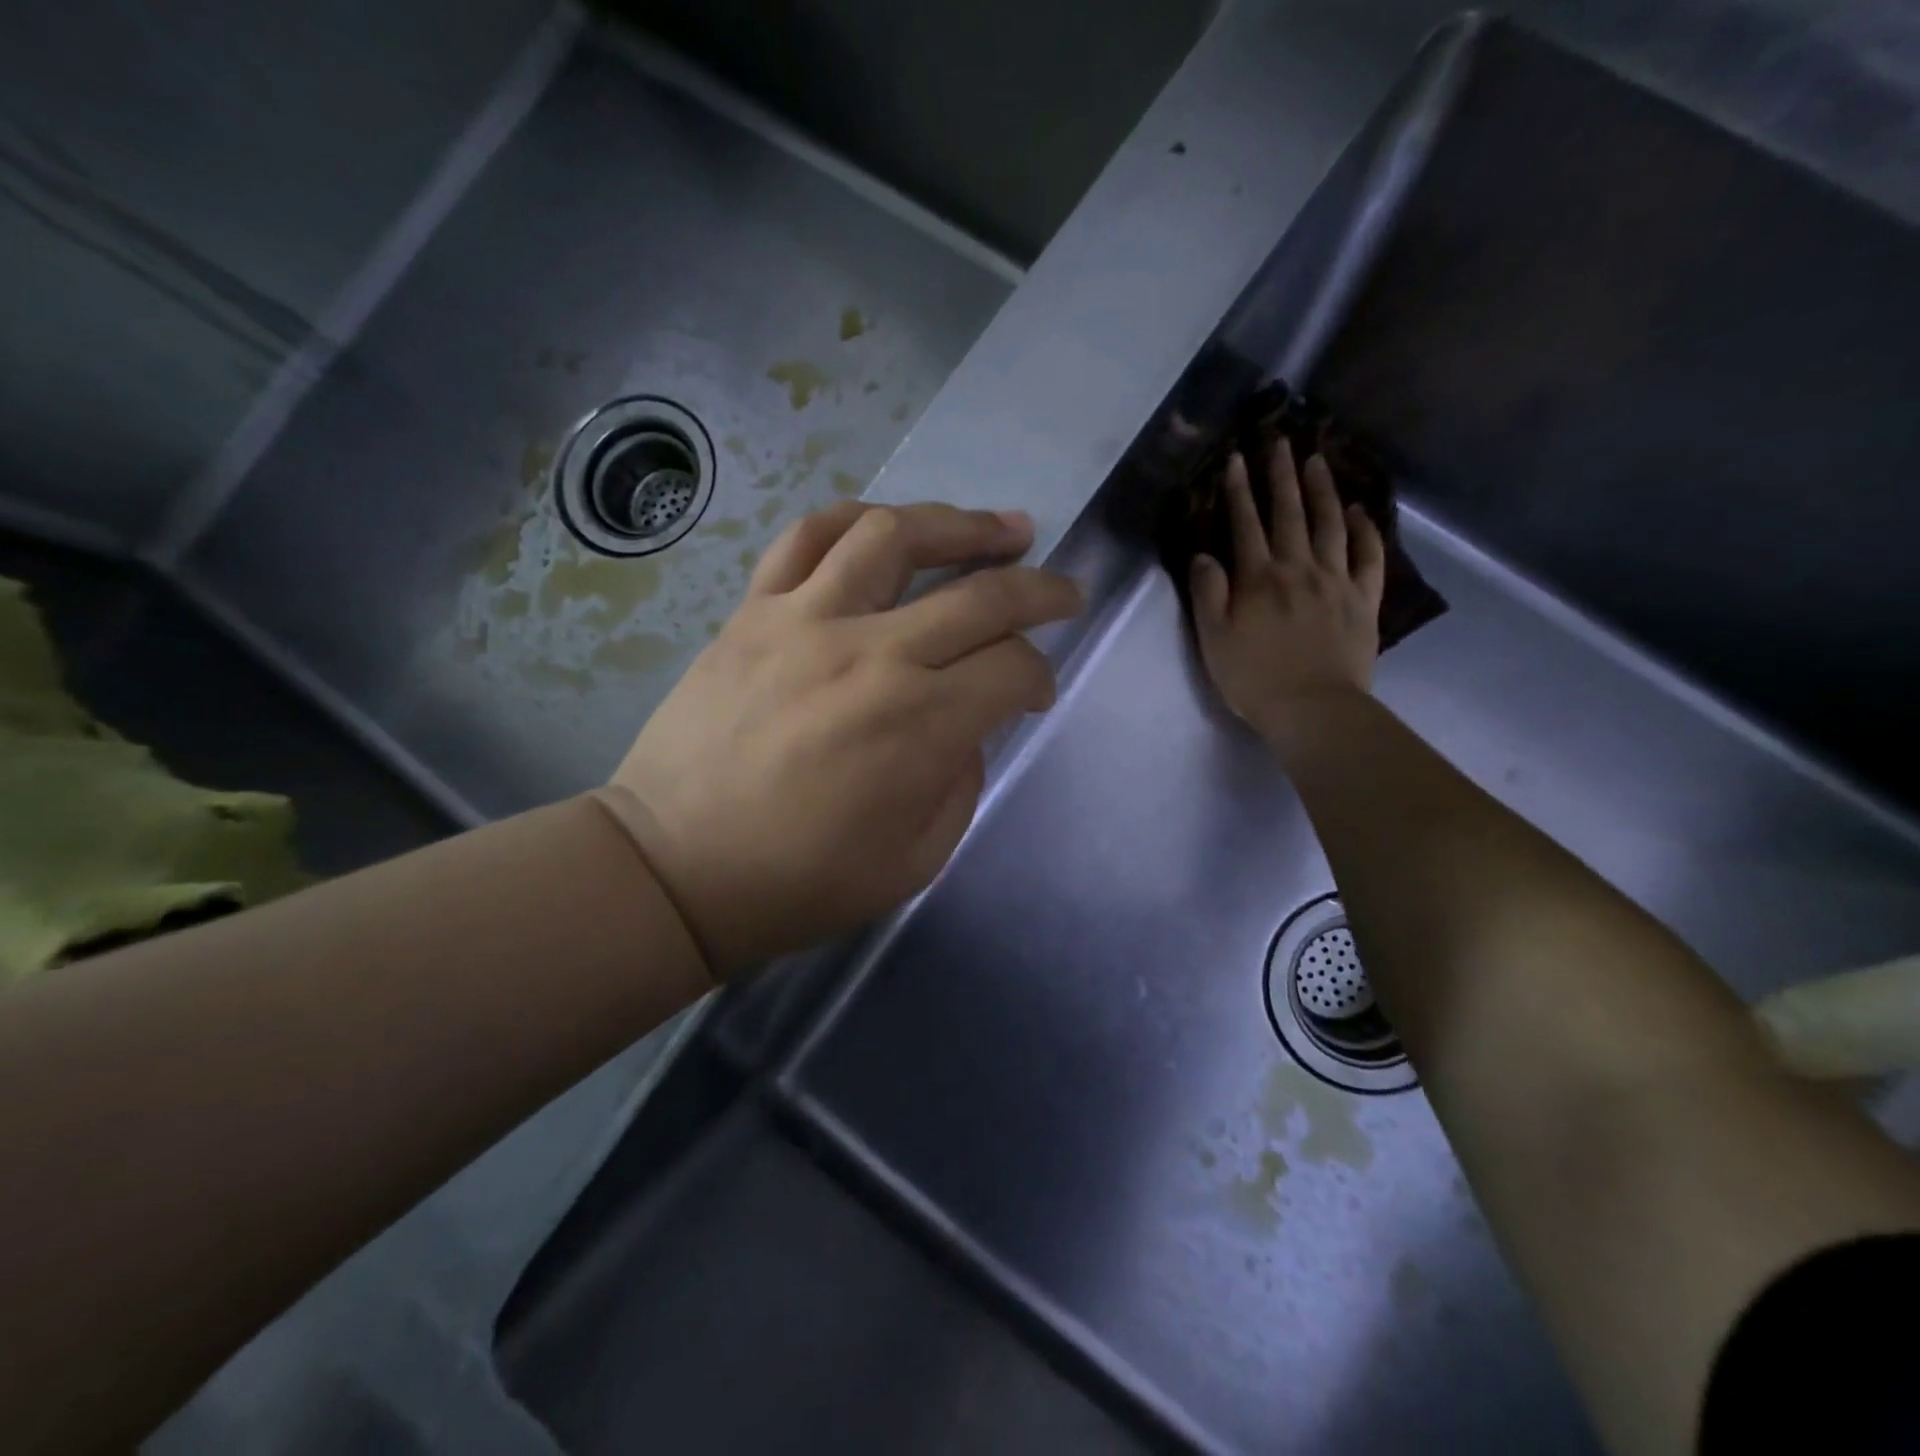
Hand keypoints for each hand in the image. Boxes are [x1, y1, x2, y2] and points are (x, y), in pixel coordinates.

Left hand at [611, 501, 1082, 977]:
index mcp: (920, 724)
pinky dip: (856, 519)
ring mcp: (806, 621)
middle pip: (981, 595)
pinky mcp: (754, 612)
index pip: (1012, 668)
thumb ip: (960, 782)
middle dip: (1040, 590)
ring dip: (962, 524)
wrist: (677, 868)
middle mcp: (873, 653)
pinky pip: (807, 538)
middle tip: (1064, 589)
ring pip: (896, 536)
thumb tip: (964, 727)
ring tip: (998, 527)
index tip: (1036, 693)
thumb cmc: (801, 881)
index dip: (1040, 676)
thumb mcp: (916, 859)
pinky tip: (887, 523)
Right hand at [1189, 438, 1384, 739]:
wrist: (1313, 709)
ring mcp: (1336, 581)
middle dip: (1280, 475)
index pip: (1245, 525)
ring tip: (1316, 461)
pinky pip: (1368, 556)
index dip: (1238, 490)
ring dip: (1322, 490)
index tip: (1235, 458)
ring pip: (1329, 524)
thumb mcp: (1213, 641)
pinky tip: (1359, 511)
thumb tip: (1204, 555)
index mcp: (1258, 579)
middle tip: (1278, 441)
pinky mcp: (1363, 599)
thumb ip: (1207, 594)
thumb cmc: (1254, 679)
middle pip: (1289, 513)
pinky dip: (1364, 530)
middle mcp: (1298, 569)